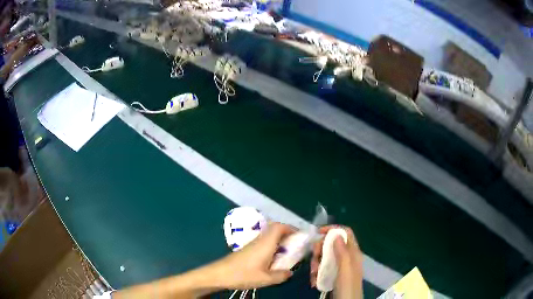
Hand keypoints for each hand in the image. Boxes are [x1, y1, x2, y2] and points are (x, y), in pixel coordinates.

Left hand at [209, 222, 295, 289]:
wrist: (220, 274)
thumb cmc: (243, 275)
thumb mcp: (266, 279)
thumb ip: (281, 275)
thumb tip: (290, 272)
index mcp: (266, 243)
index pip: (279, 226)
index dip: (291, 228)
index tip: (300, 237)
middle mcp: (259, 240)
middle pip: (274, 229)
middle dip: (287, 234)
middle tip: (295, 246)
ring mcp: (252, 244)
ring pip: (269, 236)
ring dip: (279, 241)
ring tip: (286, 254)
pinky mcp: (247, 249)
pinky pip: (263, 242)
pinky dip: (272, 246)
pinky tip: (272, 260)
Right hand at [310, 226, 362, 298]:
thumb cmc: (347, 286)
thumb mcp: (345, 269)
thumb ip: (343, 252)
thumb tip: (336, 234)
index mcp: (353, 252)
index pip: (345, 233)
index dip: (333, 229)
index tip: (318, 233)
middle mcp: (347, 257)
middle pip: (332, 244)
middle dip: (320, 249)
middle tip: (314, 257)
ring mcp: (340, 266)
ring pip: (325, 257)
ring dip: (316, 263)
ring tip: (313, 273)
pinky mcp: (333, 275)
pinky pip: (323, 268)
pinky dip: (317, 272)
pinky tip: (314, 280)